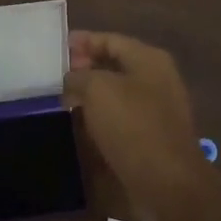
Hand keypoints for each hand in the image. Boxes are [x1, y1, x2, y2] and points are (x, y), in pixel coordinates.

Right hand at [64, 32, 211, 218]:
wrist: (166, 181)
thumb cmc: (132, 125)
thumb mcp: (97, 90)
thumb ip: (79, 76)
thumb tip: (71, 78)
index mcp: (149, 59)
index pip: (110, 39)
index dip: (82, 41)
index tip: (55, 48)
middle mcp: (156, 79)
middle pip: (114, 64)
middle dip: (84, 68)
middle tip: (54, 75)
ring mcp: (156, 108)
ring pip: (116, 92)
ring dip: (90, 94)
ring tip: (61, 98)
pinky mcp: (151, 135)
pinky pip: (120, 117)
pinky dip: (100, 116)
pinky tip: (79, 123)